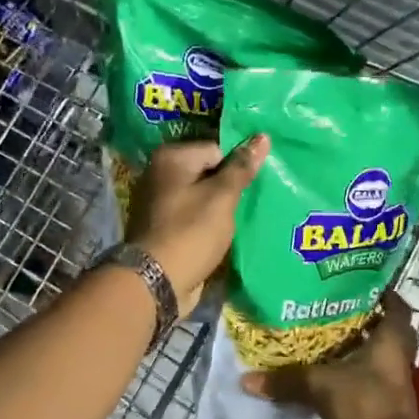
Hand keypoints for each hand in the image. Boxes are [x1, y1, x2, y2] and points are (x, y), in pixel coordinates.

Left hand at [126, 135, 269, 314]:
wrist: (156, 282)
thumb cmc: (191, 232)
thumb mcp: (222, 197)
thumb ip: (242, 167)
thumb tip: (262, 136)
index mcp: (170, 158)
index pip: (216, 149)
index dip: (237, 166)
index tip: (255, 184)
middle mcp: (160, 175)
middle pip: (208, 172)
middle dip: (230, 187)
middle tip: (256, 200)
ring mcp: (160, 203)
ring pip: (202, 197)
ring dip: (222, 208)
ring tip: (246, 218)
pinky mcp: (164, 229)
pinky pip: (194, 218)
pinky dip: (209, 224)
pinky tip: (228, 234)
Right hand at [241, 291, 418, 418]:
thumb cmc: (364, 403)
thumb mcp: (320, 386)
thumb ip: (285, 380)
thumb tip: (246, 379)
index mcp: (391, 338)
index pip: (395, 304)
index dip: (380, 290)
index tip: (355, 280)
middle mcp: (395, 354)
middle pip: (384, 327)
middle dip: (363, 317)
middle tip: (333, 305)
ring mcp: (389, 378)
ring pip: (374, 352)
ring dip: (355, 344)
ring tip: (322, 332)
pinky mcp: (379, 399)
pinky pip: (364, 375)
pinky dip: (348, 369)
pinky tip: (322, 367)